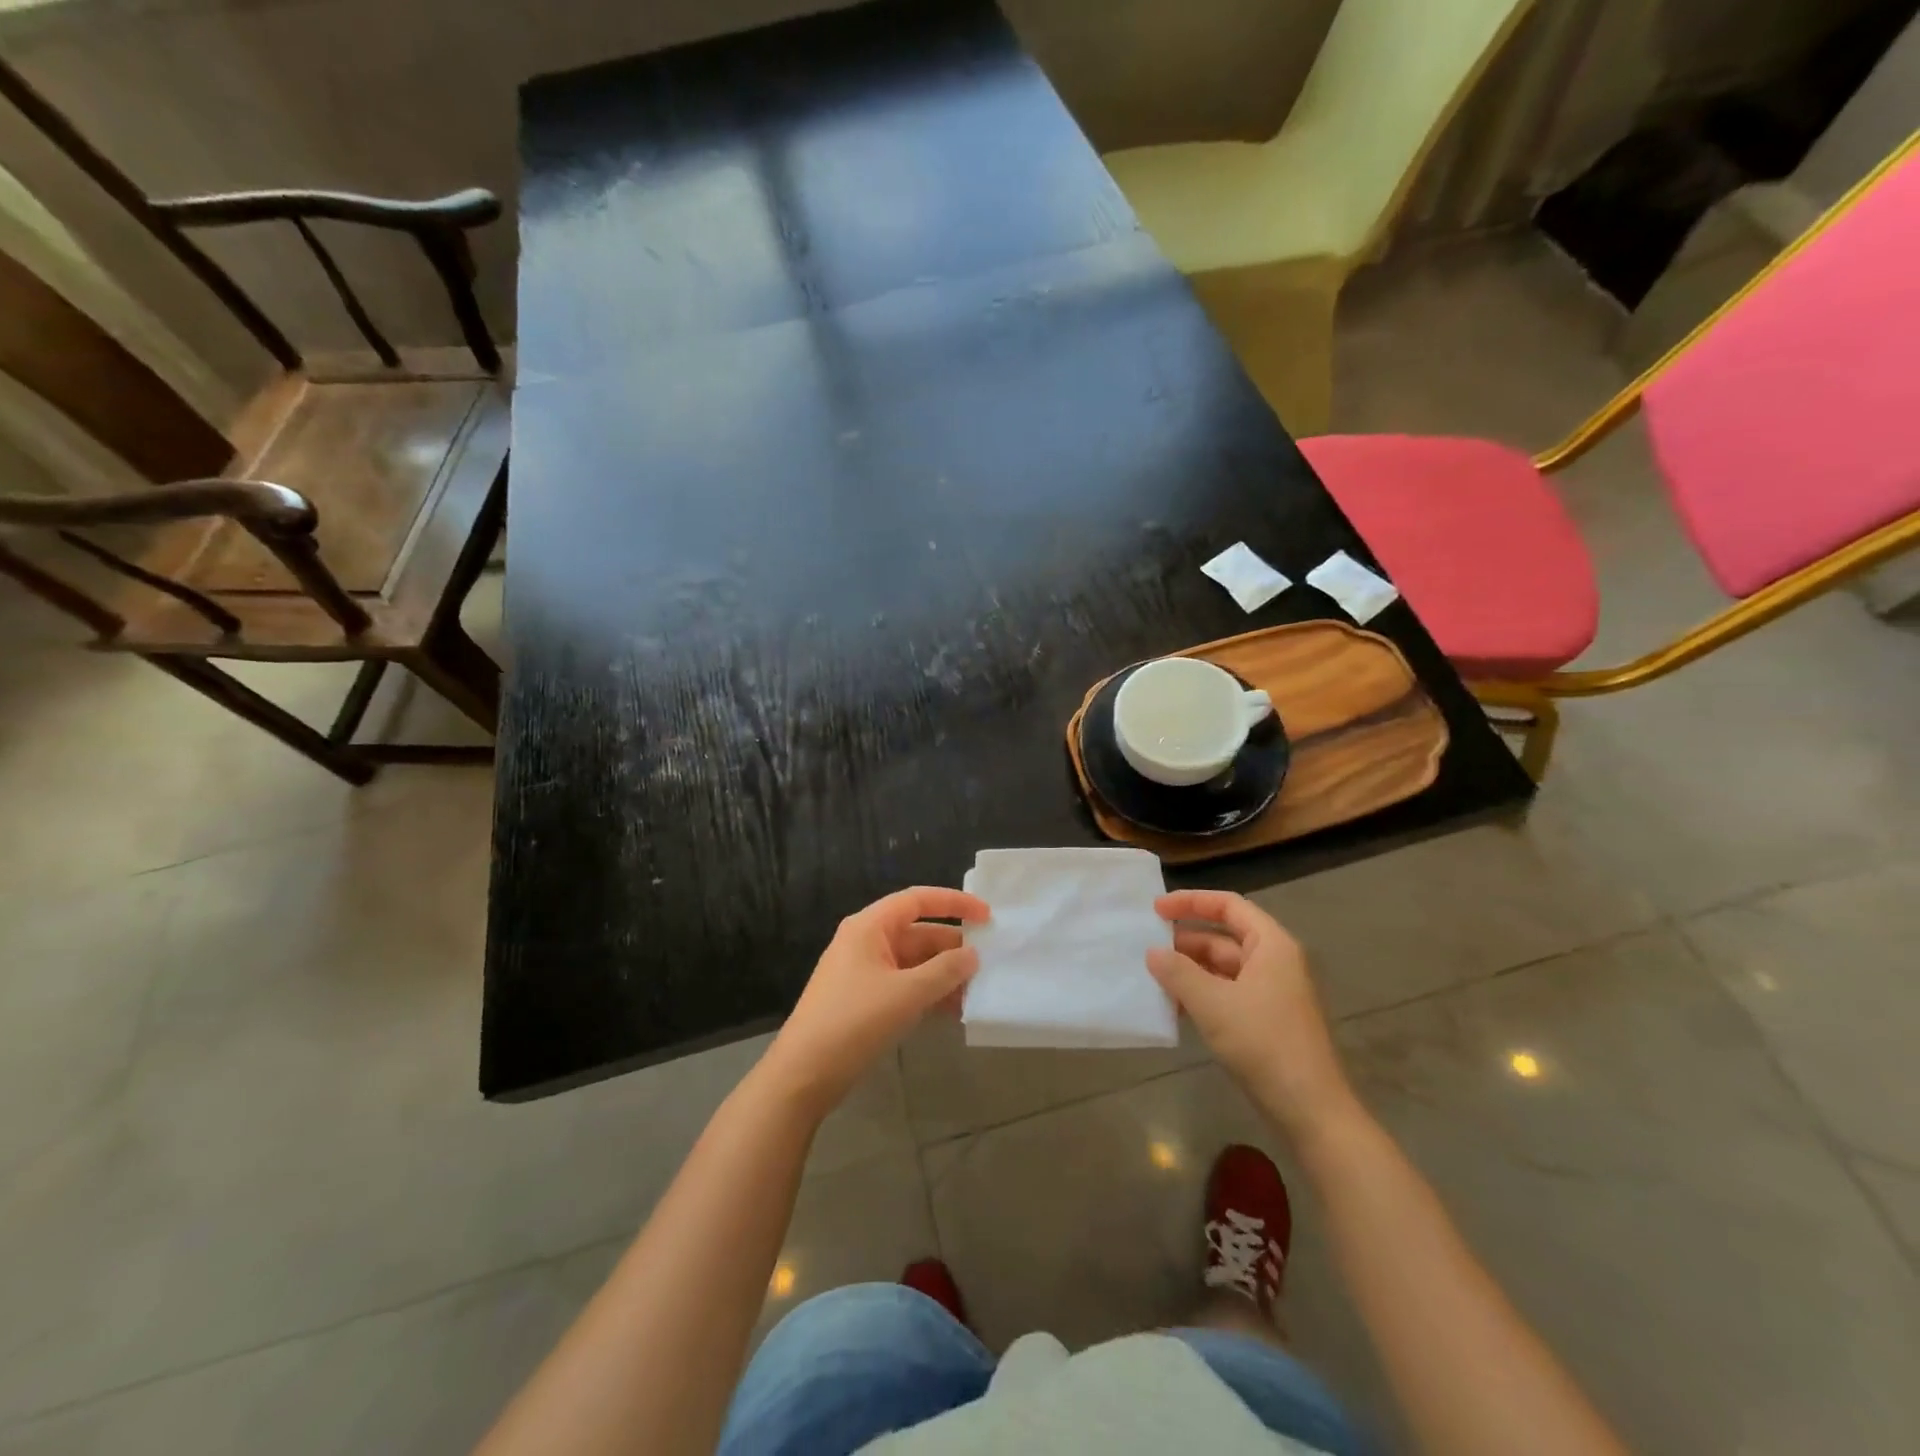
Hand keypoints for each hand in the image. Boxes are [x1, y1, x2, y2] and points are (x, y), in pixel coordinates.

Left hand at [761, 886, 989, 1117]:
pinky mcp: (865, 1000)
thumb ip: (944, 971)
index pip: (917, 900)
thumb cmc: (854, 1022)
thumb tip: (972, 955)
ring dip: (944, 975)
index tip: (987, 916)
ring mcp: (864, 972)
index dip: (954, 902)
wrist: (804, 1075)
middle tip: (989, 963)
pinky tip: (954, 1011)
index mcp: (870, 926)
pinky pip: (905, 985)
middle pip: (918, 932)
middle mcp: (866, 941)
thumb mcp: (906, 994)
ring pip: (914, 962)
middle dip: (953, 947)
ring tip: (977, 991)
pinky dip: (928, 993)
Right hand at [1148, 890, 1356, 1142]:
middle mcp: (1275, 962)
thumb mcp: (1213, 1004)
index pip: (1229, 906)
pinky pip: (1228, 994)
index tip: (1156, 910)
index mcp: (1271, 945)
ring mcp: (1272, 993)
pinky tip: (1175, 1007)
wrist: (1311, 1111)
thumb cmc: (1264, 1044)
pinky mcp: (1266, 1021)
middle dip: (1185, 941)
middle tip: (1146, 947)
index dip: (1191, 901)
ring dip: (1189, 971)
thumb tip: (1153, 952)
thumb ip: (1178, 973)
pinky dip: (1201, 994)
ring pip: (1223, 968)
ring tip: (1153, 978)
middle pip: (1224, 937)